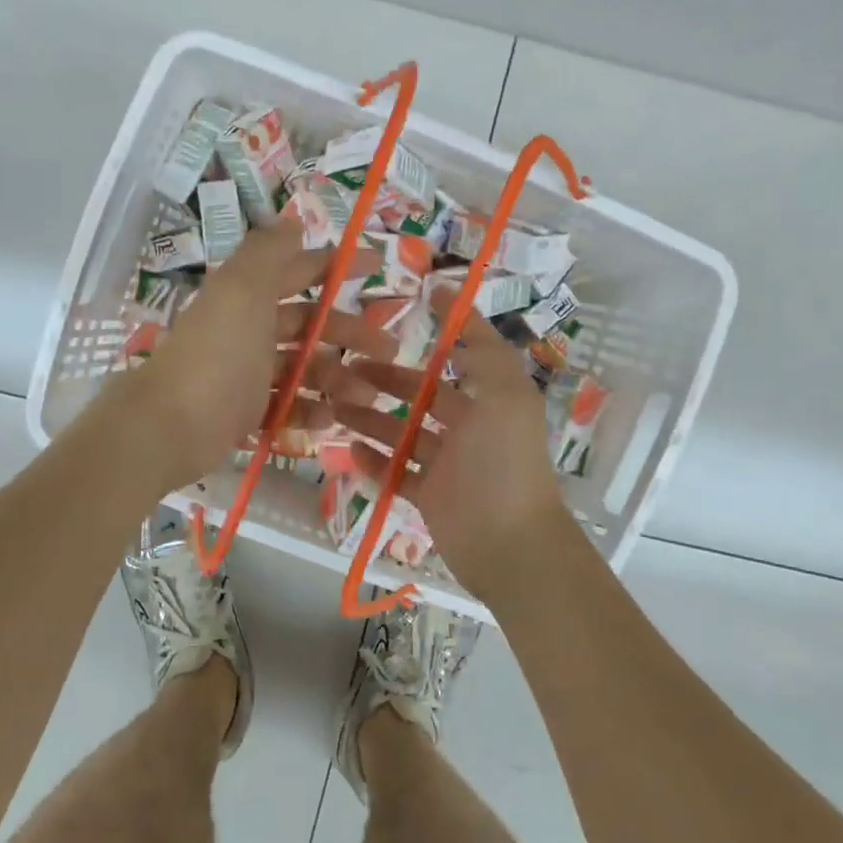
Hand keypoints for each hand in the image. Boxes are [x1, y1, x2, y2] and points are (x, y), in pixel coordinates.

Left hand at [126, 220, 390, 490]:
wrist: (171, 424)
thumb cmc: (217, 353)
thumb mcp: (242, 290)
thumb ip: (268, 253)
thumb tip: (292, 220)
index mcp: (247, 295)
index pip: (299, 270)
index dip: (336, 265)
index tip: (379, 267)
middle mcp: (247, 329)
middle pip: (308, 324)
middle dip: (349, 332)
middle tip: (390, 350)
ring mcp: (246, 373)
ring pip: (302, 368)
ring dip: (337, 378)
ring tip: (368, 396)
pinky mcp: (244, 412)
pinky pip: (285, 406)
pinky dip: (309, 411)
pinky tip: (331, 420)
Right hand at [324, 295, 569, 593]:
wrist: (509, 543)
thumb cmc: (503, 461)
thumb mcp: (503, 393)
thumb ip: (481, 348)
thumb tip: (454, 299)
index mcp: (492, 400)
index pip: (464, 356)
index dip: (445, 329)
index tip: (411, 304)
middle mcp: (471, 428)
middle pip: (422, 397)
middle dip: (386, 380)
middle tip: (344, 370)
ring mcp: (449, 465)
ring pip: (403, 434)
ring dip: (370, 419)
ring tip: (333, 407)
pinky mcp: (431, 497)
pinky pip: (397, 474)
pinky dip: (374, 462)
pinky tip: (347, 449)